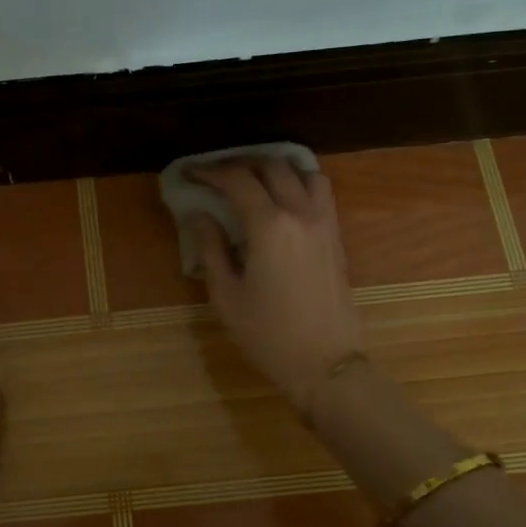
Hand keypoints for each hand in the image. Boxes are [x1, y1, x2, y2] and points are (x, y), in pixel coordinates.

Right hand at [185, 158, 363, 414]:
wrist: (325, 363)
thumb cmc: (267, 334)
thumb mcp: (226, 294)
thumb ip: (211, 247)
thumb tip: (198, 214)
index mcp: (269, 226)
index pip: (237, 180)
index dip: (209, 171)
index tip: (189, 173)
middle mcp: (301, 213)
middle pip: (271, 166)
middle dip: (239, 163)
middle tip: (215, 173)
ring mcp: (324, 222)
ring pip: (303, 171)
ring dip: (274, 166)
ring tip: (251, 177)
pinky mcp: (336, 236)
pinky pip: (320, 190)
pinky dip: (298, 180)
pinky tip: (281, 196)